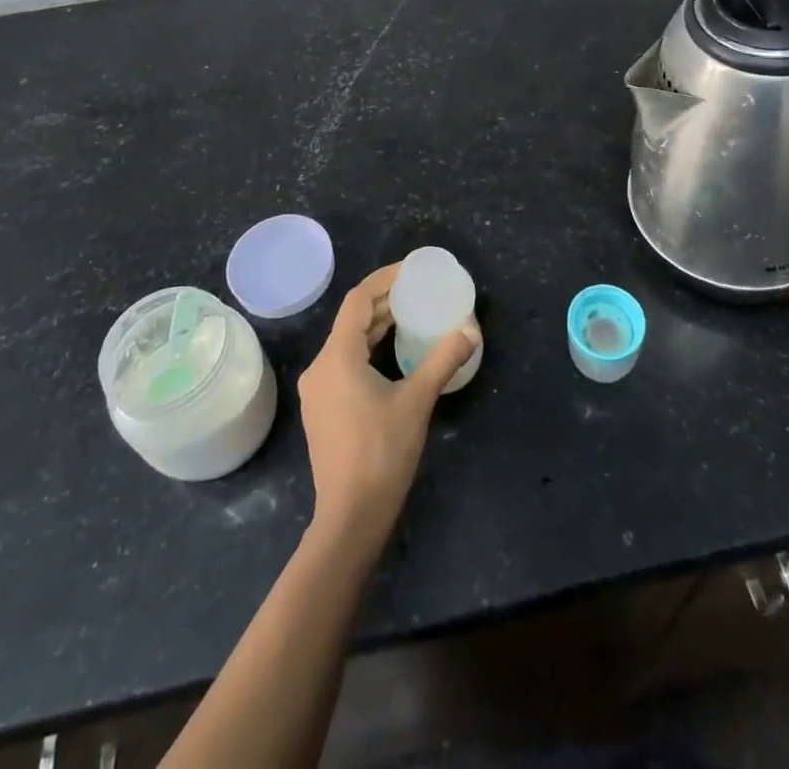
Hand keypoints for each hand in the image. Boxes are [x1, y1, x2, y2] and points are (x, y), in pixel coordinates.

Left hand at [297, 265, 476, 545]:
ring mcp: (318, 390)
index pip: (358, 300)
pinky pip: (345, 363)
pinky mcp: (323, 409)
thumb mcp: (417, 401)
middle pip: (352, 320)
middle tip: (418, 292)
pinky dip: (369, 349)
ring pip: (347, 342)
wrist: (350, 517)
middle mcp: (320, 367)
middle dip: (384, 302)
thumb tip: (471, 328)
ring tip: (411, 317)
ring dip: (377, 326)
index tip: (411, 270)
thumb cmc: (382, 452)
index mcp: (337, 356)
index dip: (384, 279)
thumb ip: (443, 359)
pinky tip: (393, 355)